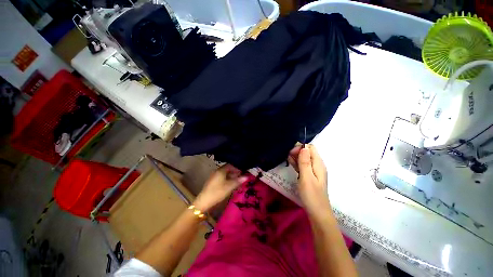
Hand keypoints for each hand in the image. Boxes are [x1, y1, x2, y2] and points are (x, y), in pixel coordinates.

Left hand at [193, 165, 246, 211]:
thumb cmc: (218, 192)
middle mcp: (217, 172)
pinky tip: (230, 185)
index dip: (237, 167)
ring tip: (237, 181)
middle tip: (241, 176)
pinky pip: (222, 178)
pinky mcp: (212, 182)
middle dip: (234, 172)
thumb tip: (246, 177)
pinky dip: (227, 180)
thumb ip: (238, 181)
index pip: (230, 165)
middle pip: (227, 169)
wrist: (204, 202)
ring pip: (224, 174)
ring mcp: (214, 177)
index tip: (242, 171)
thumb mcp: (229, 186)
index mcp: (220, 171)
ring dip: (231, 176)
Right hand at [288, 145, 329, 214]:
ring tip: (288, 160)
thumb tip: (304, 147)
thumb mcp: (307, 177)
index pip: (310, 148)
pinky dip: (297, 163)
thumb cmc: (312, 195)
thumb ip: (305, 162)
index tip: (291, 153)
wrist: (317, 213)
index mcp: (319, 164)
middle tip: (288, 156)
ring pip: (304, 159)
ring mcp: (314, 171)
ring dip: (296, 157)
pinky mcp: (310, 176)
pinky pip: (303, 166)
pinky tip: (291, 164)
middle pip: (307, 152)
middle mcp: (317, 165)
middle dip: (297, 151)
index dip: (301, 148)